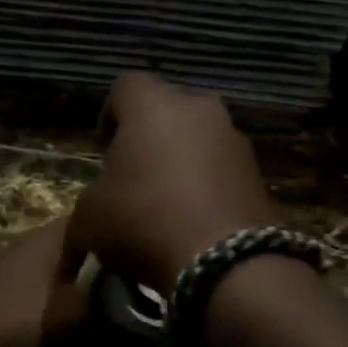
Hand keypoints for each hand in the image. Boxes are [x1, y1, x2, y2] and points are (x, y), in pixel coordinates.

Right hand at [65, 72, 277, 293]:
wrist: (225, 260)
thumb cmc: (145, 221)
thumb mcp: (89, 218)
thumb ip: (88, 202)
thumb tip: (95, 210)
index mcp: (154, 105)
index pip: (126, 86)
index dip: (110, 113)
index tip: (104, 146)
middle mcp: (200, 110)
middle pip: (169, 109)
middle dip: (151, 135)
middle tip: (135, 171)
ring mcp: (235, 138)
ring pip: (201, 137)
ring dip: (184, 158)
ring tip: (167, 198)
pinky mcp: (258, 172)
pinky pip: (223, 168)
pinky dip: (209, 183)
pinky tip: (195, 217)